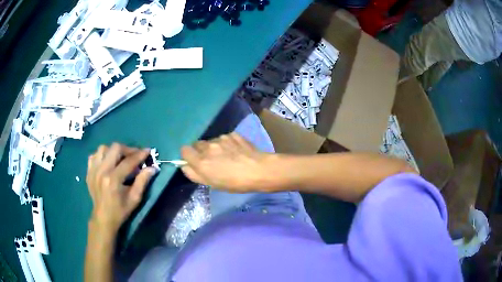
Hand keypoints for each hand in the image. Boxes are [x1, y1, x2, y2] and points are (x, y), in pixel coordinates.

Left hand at [86, 143, 156, 234]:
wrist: (103, 218)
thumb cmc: (120, 210)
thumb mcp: (135, 199)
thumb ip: (142, 181)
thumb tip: (152, 168)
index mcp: (113, 179)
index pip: (128, 161)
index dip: (140, 155)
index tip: (148, 151)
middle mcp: (102, 171)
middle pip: (115, 148)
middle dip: (127, 149)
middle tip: (134, 155)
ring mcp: (93, 170)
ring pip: (103, 148)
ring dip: (114, 151)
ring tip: (120, 158)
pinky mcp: (89, 171)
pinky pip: (94, 155)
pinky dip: (102, 155)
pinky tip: (107, 162)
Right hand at [181, 132, 272, 191]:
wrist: (259, 170)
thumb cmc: (234, 183)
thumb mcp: (212, 183)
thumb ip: (194, 174)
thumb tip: (185, 165)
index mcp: (200, 161)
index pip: (184, 150)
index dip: (188, 156)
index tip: (195, 161)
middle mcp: (208, 147)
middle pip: (197, 144)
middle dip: (201, 151)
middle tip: (212, 161)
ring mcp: (221, 138)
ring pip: (211, 141)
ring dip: (214, 147)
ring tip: (227, 156)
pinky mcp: (232, 134)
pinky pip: (224, 138)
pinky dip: (227, 144)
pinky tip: (236, 151)